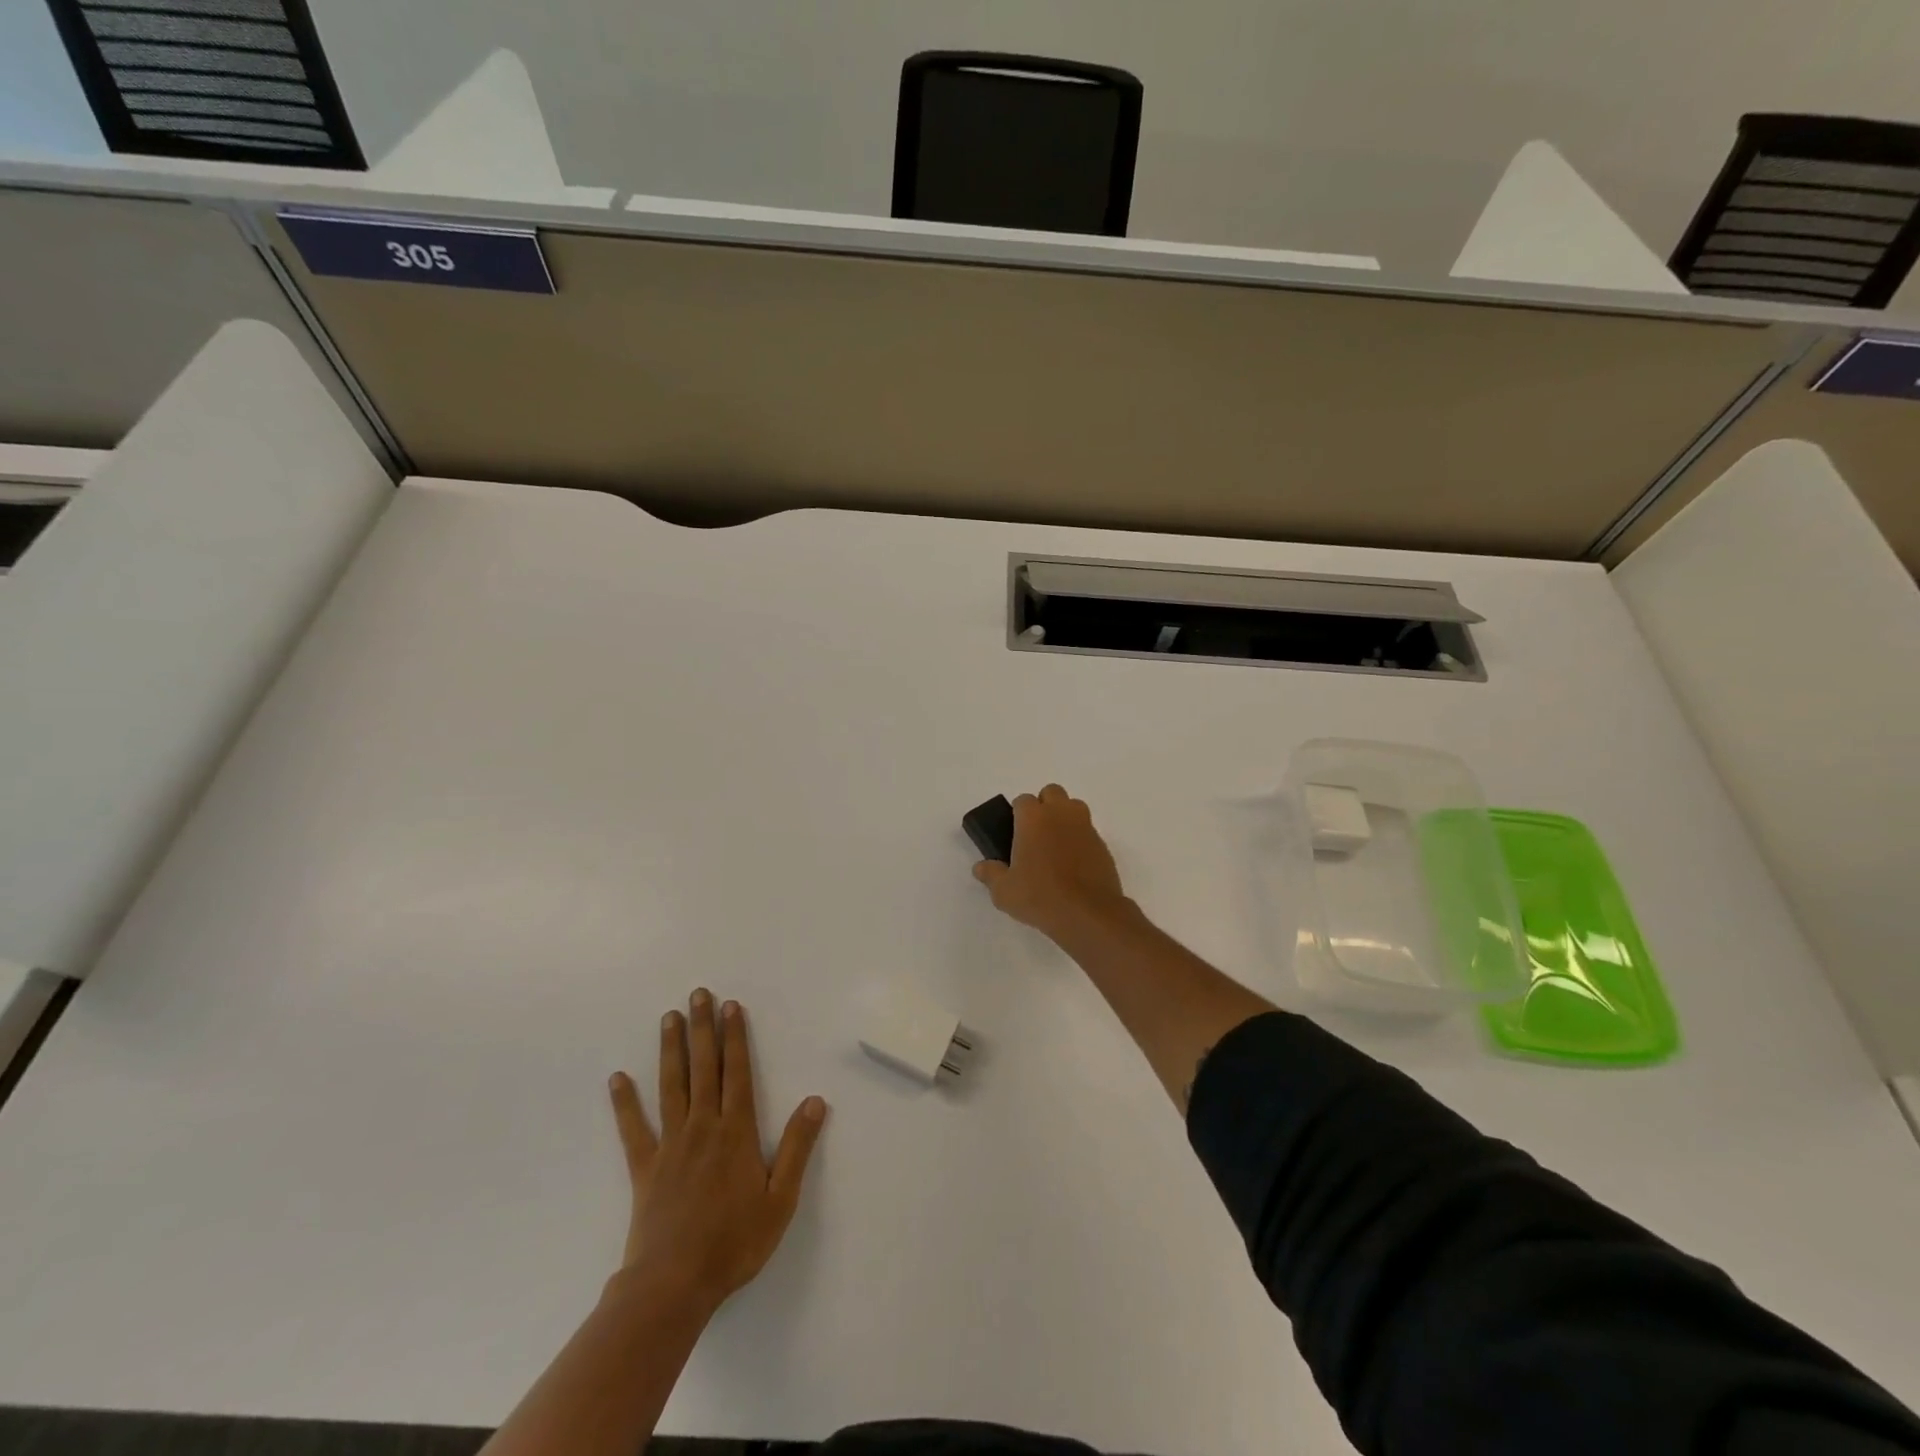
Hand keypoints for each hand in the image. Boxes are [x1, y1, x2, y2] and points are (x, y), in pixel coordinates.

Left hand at [607, 990, 826, 1314]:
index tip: (731, 1006)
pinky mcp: (645, 1168)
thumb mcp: (780, 1199)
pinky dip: (624, 1103)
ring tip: (669, 1017)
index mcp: (736, 1132)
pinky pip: (634, 1129)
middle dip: (703, 1029)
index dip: (736, 1037)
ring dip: (671, 1050)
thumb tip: (814, 1101)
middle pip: (704, 1068)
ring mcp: (671, 1144)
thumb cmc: (734, 1243)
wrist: (673, 1286)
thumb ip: (798, 1147)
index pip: (738, 1072)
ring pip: (671, 1086)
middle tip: (698, 994)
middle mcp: (703, 1127)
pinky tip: (617, 1079)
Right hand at [972, 784, 1132, 941]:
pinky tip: (1073, 863)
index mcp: (1033, 818)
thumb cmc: (1040, 896)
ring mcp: (1085, 827)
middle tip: (1035, 834)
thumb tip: (981, 867)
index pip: (1023, 800)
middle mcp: (1061, 814)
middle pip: (1052, 793)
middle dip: (1043, 806)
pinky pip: (1088, 831)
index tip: (1013, 833)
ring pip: (1074, 807)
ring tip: (1055, 845)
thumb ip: (991, 874)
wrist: (1088, 913)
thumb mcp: (1004, 891)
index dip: (1017, 814)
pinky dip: (1079, 839)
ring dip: (1064, 817)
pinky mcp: (1102, 844)